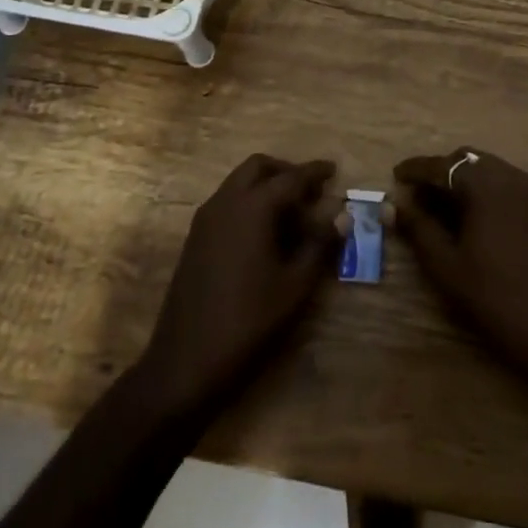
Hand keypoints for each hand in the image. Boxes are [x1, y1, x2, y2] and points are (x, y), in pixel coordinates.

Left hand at [136, 154, 342, 416]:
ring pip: (239, 182)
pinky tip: (265, 233)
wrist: (186, 359)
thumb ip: (319, 245)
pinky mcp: (195, 237)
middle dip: (285, 171)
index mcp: (252, 208)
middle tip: (310, 191)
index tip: (333, 169)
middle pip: (258, 167)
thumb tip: (341, 217)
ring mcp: (205, 219)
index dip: (314, 172)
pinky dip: (249, 202)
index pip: (290, 177)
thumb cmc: (248, 320)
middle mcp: (225, 202)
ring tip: (292, 214)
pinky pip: (227, 202)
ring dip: (266, 186)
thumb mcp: (295, 285)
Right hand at [393, 148, 527, 393]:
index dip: (416, 169)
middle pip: (467, 160)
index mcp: (486, 185)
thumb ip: (417, 227)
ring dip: (462, 179)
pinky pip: (505, 182)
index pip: (442, 166)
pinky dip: (483, 188)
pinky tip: (470, 214)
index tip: (395, 175)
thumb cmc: (492, 295)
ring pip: (487, 169)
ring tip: (440, 205)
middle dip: (440, 172)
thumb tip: (392, 205)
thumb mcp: (445, 263)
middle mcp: (510, 176)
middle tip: (417, 195)